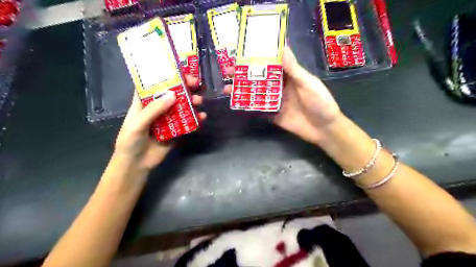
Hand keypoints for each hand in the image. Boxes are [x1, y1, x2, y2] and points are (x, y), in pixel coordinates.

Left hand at [114, 76, 206, 172]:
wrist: (136, 164)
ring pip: (182, 107)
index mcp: (144, 103)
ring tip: (199, 100)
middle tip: (196, 84)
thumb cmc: (130, 141)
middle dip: (184, 88)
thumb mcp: (137, 123)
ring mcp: (168, 120)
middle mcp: (158, 109)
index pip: (154, 85)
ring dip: (192, 102)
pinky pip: (187, 123)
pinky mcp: (176, 131)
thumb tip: (174, 95)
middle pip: (172, 94)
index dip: (165, 76)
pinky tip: (202, 117)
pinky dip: (196, 119)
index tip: (179, 71)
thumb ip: (154, 110)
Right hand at [225, 47, 343, 144]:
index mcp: (289, 76)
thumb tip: (282, 47)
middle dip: (245, 75)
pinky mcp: (273, 115)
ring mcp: (275, 102)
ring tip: (227, 88)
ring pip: (256, 94)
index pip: (271, 64)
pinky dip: (248, 107)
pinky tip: (237, 104)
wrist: (324, 129)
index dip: (258, 58)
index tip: (243, 53)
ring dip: (243, 91)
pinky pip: (259, 110)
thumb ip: (293, 69)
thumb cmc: (320, 102)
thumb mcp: (307, 83)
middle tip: (229, 71)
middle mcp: (280, 87)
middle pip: (260, 79)